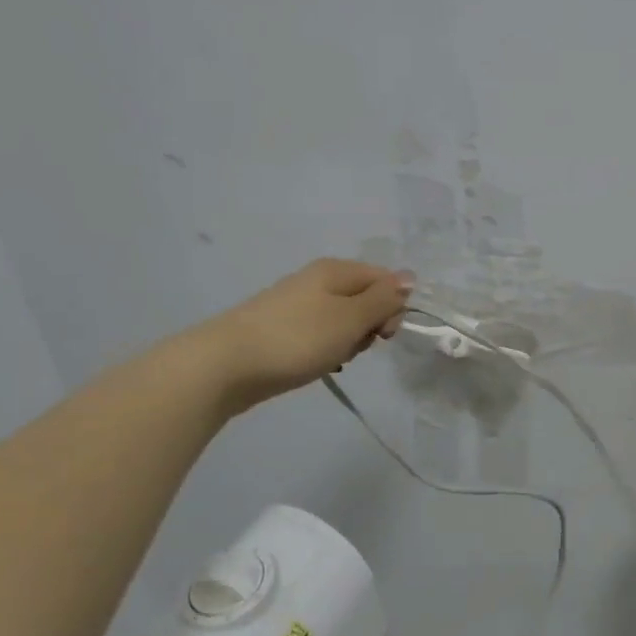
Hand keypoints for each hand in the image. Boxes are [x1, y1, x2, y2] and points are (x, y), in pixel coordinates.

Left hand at [213, 259, 410, 406]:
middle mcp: (317, 280)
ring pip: (343, 320)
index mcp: (336, 270)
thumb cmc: (297, 339)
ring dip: (348, 342)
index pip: (385, 279)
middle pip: (364, 299)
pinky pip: (320, 335)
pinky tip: (316, 365)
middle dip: (369, 326)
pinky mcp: (282, 329)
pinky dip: (325, 350)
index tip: (384, 335)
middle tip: (355, 346)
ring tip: (332, 359)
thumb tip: (409, 277)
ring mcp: (297, 304)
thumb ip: (383, 299)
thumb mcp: (350, 318)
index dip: (393, 306)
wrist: (225, 365)